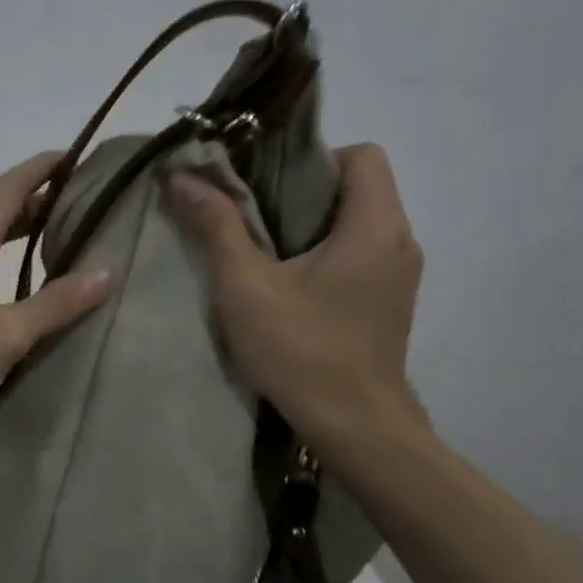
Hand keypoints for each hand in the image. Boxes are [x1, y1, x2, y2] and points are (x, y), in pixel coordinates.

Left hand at [0, 152, 113, 432]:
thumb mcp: (4, 334)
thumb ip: (55, 304)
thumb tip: (107, 271)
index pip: (10, 188)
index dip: (44, 168)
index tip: (80, 156)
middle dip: (39, 199)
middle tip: (83, 201)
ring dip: (20, 231)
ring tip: (60, 237)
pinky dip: (2, 259)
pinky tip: (17, 284)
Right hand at [168, 143, 423, 461]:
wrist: (355, 427)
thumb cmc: (302, 351)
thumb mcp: (246, 287)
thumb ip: (217, 226)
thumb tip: (182, 175)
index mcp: (376, 226)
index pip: (362, 155)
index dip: (313, 157)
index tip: (267, 185)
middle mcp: (400, 241)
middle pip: (358, 188)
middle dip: (303, 192)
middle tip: (252, 215)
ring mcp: (400, 275)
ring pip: (358, 223)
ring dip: (313, 226)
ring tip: (264, 250)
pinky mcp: (390, 303)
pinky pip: (360, 255)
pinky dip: (326, 254)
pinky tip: (289, 286)